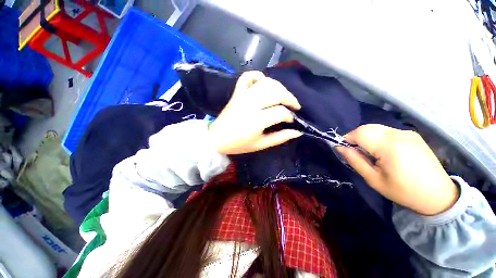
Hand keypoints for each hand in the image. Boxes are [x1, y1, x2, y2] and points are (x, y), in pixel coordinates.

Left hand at [208, 71, 302, 154]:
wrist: (216, 139)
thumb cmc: (239, 144)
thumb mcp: (261, 145)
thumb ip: (280, 138)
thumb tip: (297, 132)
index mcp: (257, 120)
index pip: (281, 112)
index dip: (290, 116)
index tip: (291, 121)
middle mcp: (251, 104)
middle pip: (277, 92)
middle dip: (290, 98)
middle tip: (294, 106)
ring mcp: (243, 96)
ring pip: (266, 83)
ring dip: (279, 87)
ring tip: (283, 96)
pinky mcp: (237, 93)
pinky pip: (247, 77)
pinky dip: (257, 76)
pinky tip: (263, 82)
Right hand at [337, 124, 458, 215]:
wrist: (438, 195)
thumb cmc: (403, 191)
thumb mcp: (373, 179)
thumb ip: (354, 160)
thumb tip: (339, 147)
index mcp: (390, 146)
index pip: (359, 133)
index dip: (346, 139)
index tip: (344, 150)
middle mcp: (398, 134)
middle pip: (367, 127)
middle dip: (355, 137)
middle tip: (354, 152)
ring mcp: (407, 132)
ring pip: (376, 128)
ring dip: (365, 137)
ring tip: (368, 152)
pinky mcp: (412, 134)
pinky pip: (386, 131)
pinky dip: (377, 137)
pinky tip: (382, 150)